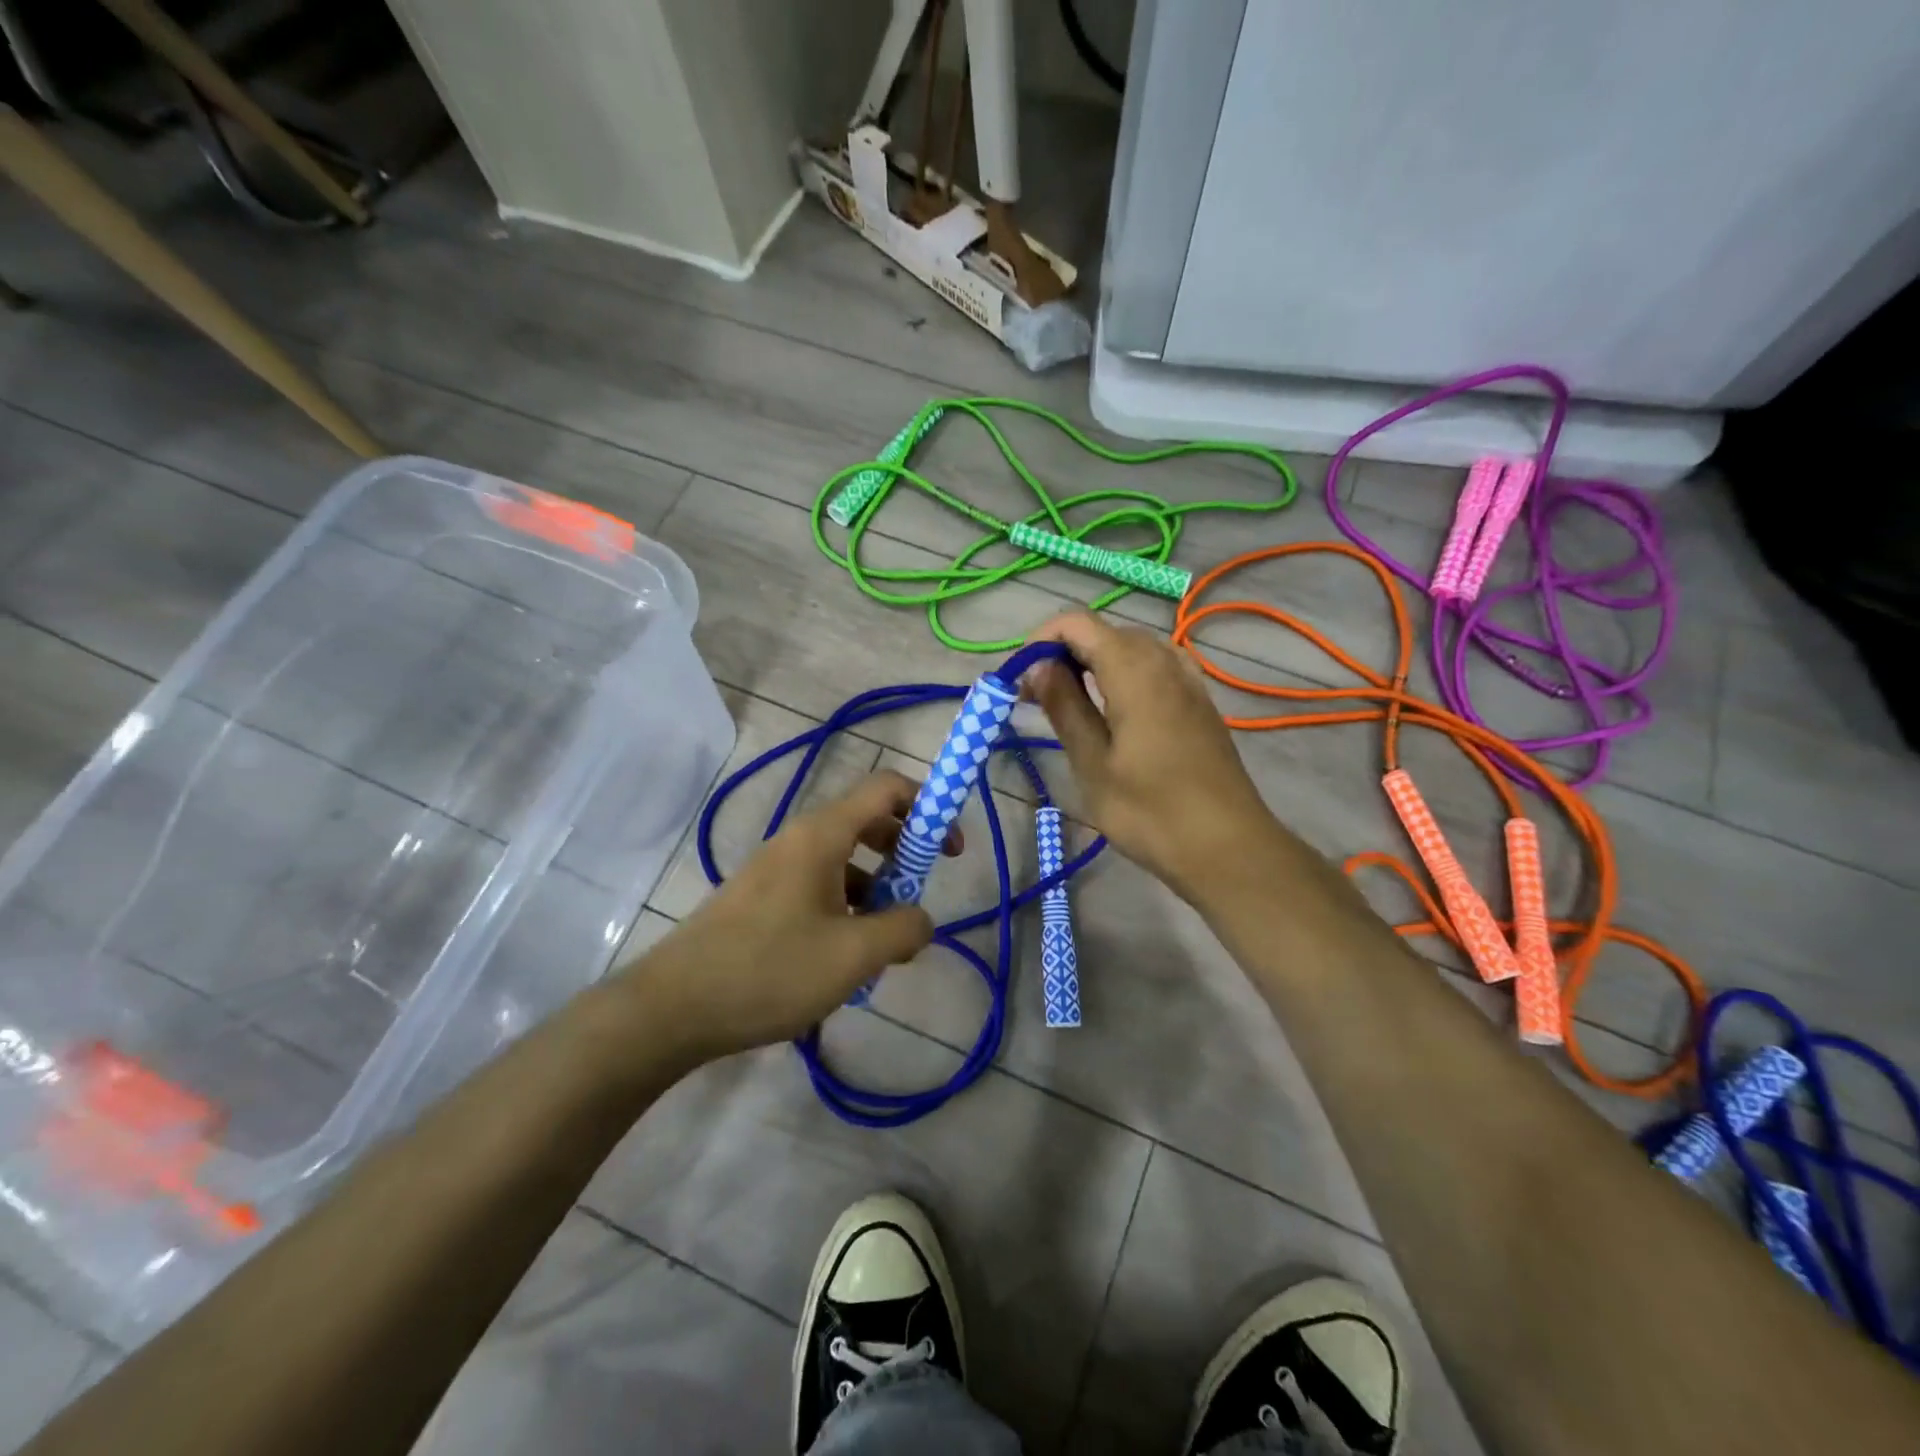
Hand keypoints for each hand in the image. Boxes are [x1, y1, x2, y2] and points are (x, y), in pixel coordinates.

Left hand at [619, 771, 949, 1063]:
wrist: (673, 1007)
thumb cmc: (770, 970)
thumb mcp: (853, 956)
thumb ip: (903, 930)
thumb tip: (922, 920)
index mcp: (822, 834)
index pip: (887, 788)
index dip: (928, 806)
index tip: (949, 850)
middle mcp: (799, 839)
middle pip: (868, 822)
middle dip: (904, 853)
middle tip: (916, 897)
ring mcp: (777, 868)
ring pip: (844, 860)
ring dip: (875, 889)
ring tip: (882, 944)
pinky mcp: (762, 898)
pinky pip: (819, 887)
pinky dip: (846, 908)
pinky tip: (845, 960)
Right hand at [1025, 612, 1280, 903]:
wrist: (1228, 849)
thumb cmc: (1150, 812)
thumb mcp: (1093, 763)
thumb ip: (1065, 706)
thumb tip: (1038, 665)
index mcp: (1134, 670)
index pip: (1078, 623)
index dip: (1042, 640)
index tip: (1021, 680)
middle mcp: (1164, 662)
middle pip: (1105, 632)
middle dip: (1064, 653)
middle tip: (1037, 699)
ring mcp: (1188, 681)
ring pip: (1131, 648)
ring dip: (1093, 664)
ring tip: (1071, 704)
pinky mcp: (1199, 702)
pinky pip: (1155, 667)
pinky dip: (1124, 675)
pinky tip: (1115, 711)